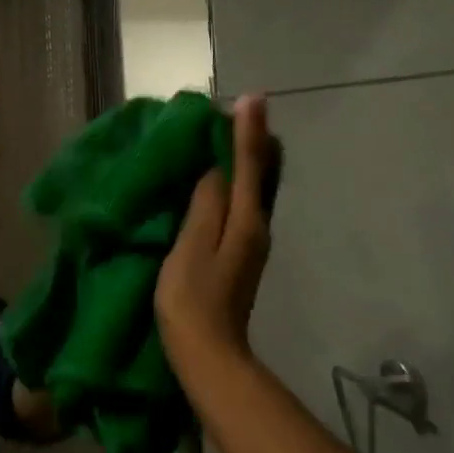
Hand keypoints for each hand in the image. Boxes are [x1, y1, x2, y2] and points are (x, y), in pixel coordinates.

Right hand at [155, 93, 274, 366]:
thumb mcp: (192, 247)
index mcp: (246, 220)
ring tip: (232, 131)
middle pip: (261, 172)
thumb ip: (206, 203)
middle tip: (240, 109)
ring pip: (255, 185)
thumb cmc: (192, 298)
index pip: (249, 164)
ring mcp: (251, 240)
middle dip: (253, 139)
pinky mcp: (240, 251)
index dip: (248, 130)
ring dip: (246, 156)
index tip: (251, 97)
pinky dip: (238, 177)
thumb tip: (216, 168)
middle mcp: (257, 224)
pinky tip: (224, 174)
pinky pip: (244, 200)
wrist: (209, 355)